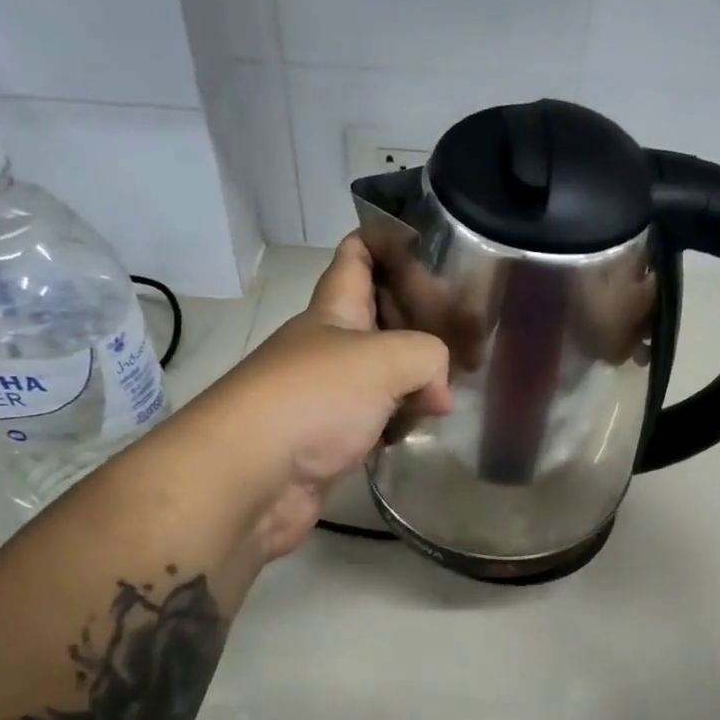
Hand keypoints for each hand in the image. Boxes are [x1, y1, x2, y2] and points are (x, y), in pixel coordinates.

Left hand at [202, 236, 450, 559]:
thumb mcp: (383, 359)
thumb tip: (439, 393)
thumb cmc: (313, 398)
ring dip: (416, 375)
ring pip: (382, 372)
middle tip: (468, 328)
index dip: (391, 242)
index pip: (358, 255)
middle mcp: (329, 346)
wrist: (251, 478)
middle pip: (379, 316)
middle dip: (419, 316)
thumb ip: (428, 356)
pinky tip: (427, 424)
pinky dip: (402, 418)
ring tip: (458, 380)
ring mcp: (329, 394)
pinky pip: (377, 418)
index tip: (436, 248)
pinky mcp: (333, 440)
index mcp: (334, 310)